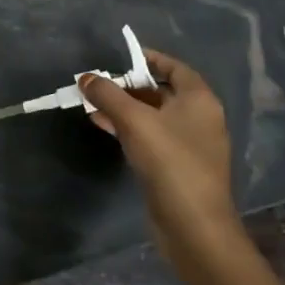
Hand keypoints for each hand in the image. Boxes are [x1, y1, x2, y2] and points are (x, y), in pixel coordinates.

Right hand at [80, 48, 240, 255]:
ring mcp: (189, 145)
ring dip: (124, 108)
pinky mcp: (177, 167)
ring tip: (92, 104)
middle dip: (128, 86)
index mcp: (199, 100)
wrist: (193, 226)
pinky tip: (103, 126)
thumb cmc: (170, 162)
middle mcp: (199, 118)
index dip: (149, 59)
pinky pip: (151, 137)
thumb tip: (85, 77)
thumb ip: (108, 94)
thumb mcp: (134, 121)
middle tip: (98, 84)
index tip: (121, 58)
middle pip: (161, 92)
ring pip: (152, 116)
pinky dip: (129, 129)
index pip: (175, 68)